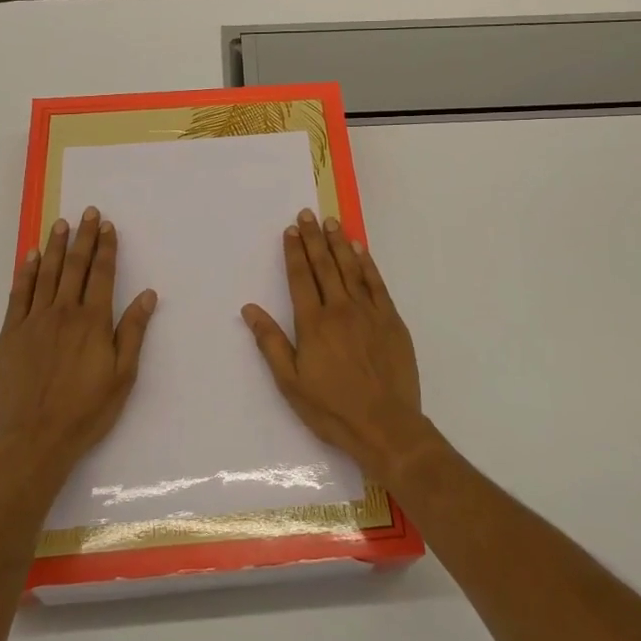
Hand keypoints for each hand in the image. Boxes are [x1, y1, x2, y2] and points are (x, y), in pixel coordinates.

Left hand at [0, 207, 156, 479]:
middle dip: (83, 237)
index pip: (102, 274)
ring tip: (61, 224)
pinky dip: (25, 272)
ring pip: (46, 274)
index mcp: (93, 321)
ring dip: (54, 247)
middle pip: (75, 266)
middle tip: (87, 212)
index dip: (105, 248)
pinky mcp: (11, 334)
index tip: (107, 226)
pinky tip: (30, 257)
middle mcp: (64, 313)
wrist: (35, 439)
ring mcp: (34, 321)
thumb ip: (132, 331)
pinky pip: (19, 294)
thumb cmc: (86, 410)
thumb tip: (148, 295)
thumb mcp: (122, 376)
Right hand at [242, 209, 425, 482]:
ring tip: (331, 222)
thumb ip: (270, 342)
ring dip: (339, 243)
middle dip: (314, 238)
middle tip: (307, 214)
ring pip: (351, 268)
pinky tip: (360, 250)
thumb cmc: (332, 408)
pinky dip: (367, 264)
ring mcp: (368, 312)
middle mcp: (340, 309)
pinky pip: (377, 283)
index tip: (290, 230)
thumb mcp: (290, 382)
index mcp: (313, 323)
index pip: (300, 277)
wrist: (386, 425)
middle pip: (324, 266)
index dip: (294, 252)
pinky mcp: (391, 320)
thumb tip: (249, 309)